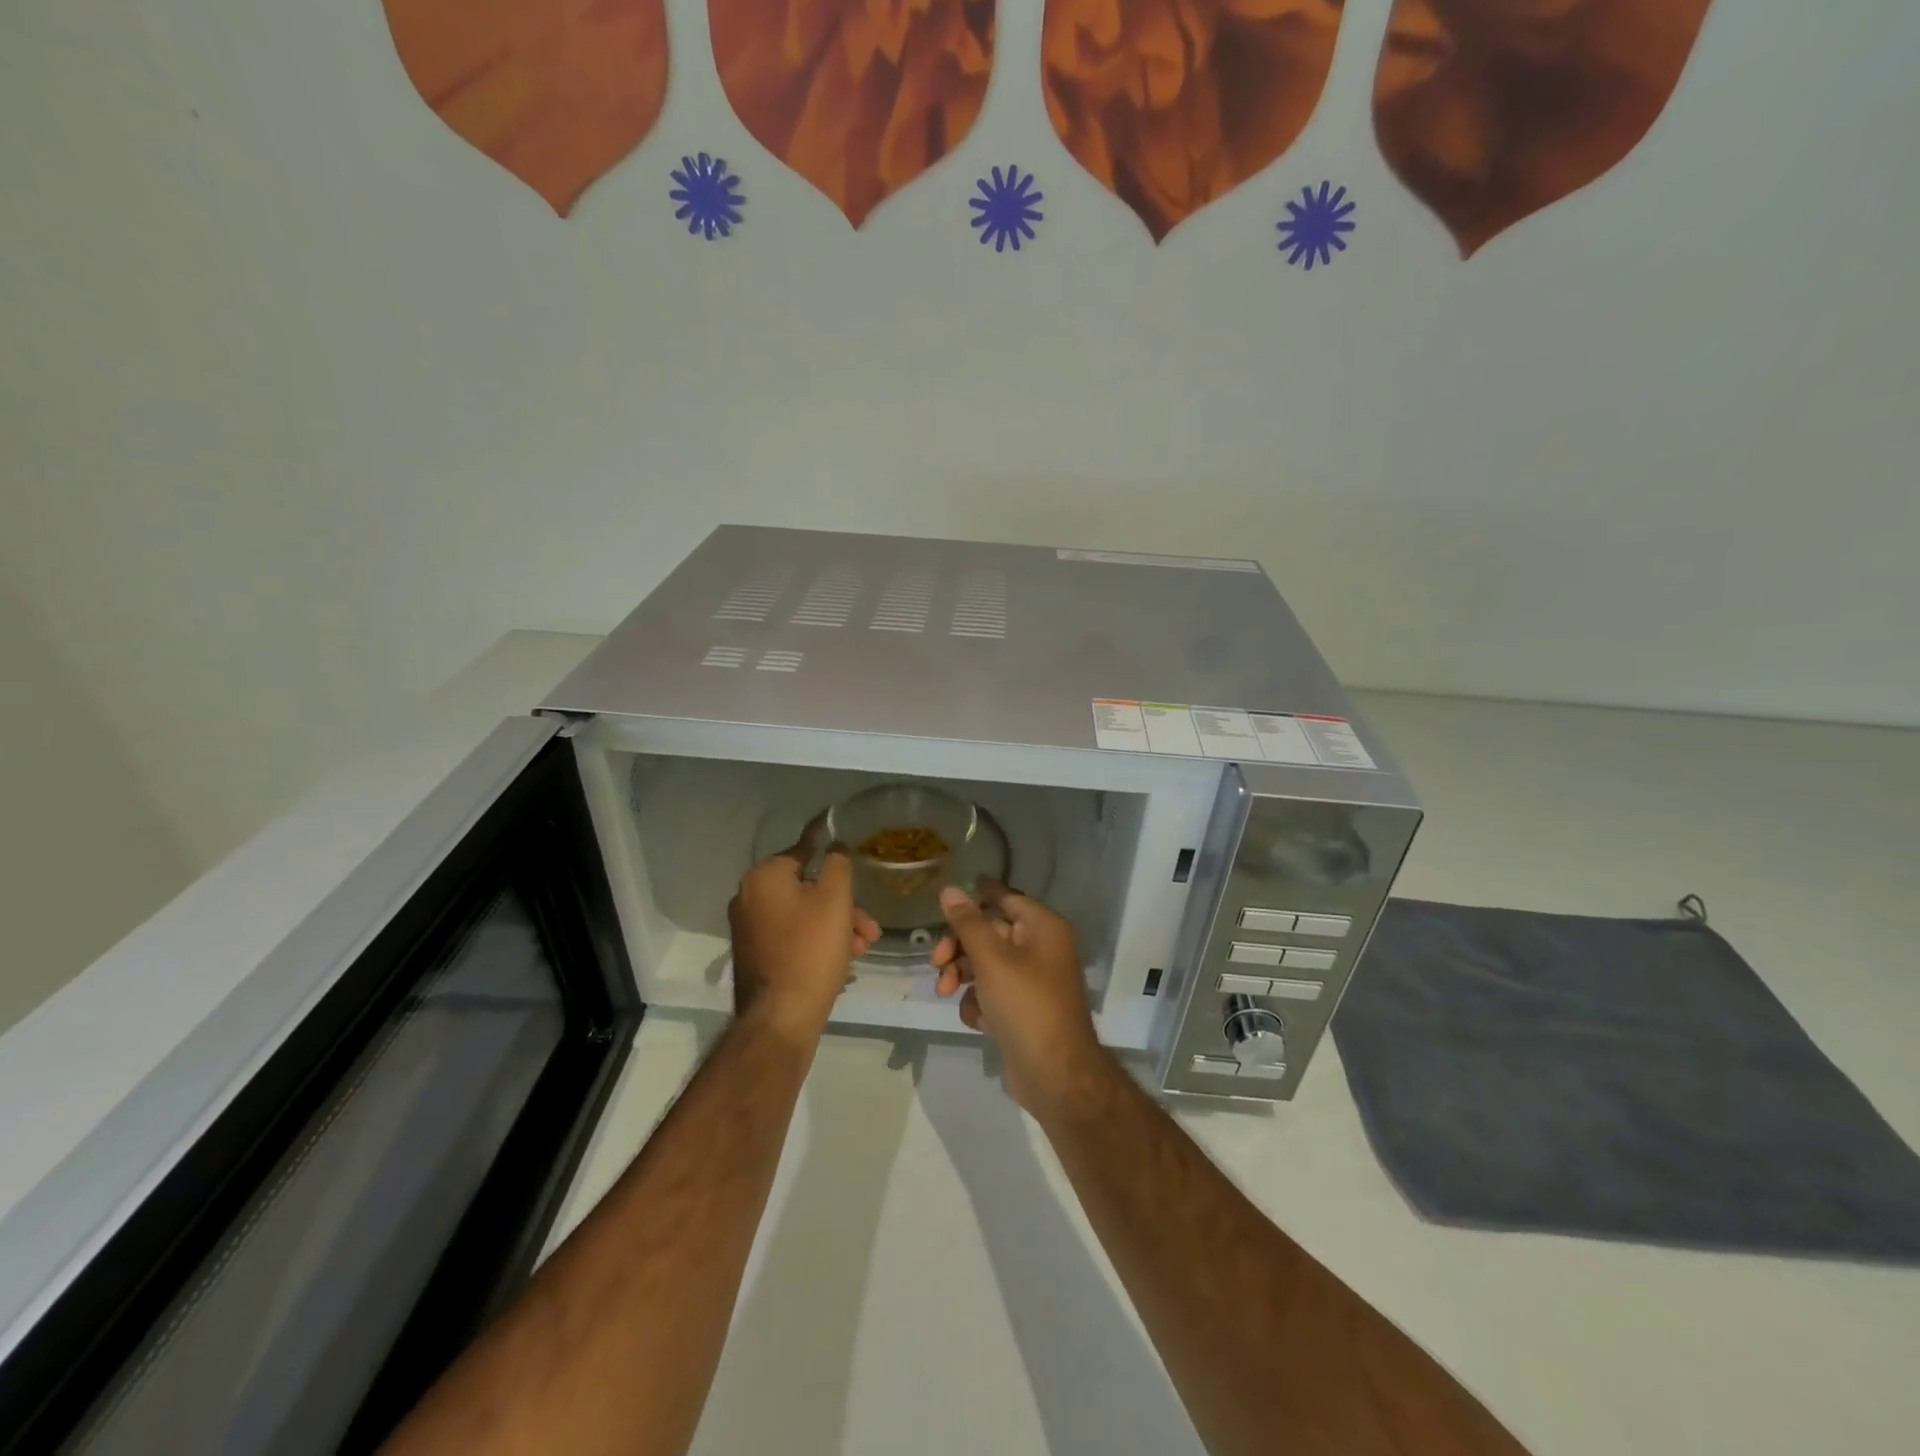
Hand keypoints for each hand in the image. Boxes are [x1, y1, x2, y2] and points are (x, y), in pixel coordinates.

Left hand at [728, 848, 880, 1045]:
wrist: (781, 1017)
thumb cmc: (811, 949)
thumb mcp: (835, 899)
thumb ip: (837, 864)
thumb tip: (833, 849)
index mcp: (763, 877)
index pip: (804, 852)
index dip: (833, 858)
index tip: (854, 868)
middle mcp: (748, 897)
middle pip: (806, 888)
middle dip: (843, 906)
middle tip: (869, 926)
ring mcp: (749, 929)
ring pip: (803, 915)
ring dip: (836, 925)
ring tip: (863, 947)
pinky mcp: (756, 955)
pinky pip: (792, 936)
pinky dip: (817, 941)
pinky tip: (843, 959)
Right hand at [931, 880, 1110, 1117]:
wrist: (1055, 1076)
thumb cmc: (1026, 1006)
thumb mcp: (992, 960)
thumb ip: (968, 923)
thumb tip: (950, 889)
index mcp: (1042, 928)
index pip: (1005, 897)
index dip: (977, 894)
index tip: (949, 893)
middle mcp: (1040, 948)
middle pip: (989, 932)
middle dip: (959, 947)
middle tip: (936, 961)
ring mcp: (1031, 981)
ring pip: (985, 964)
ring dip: (962, 976)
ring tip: (945, 993)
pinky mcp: (1022, 1010)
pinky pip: (992, 993)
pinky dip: (978, 1003)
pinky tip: (977, 1021)